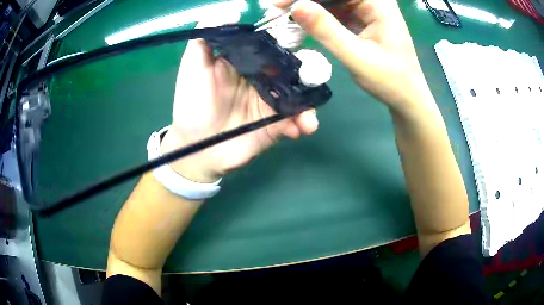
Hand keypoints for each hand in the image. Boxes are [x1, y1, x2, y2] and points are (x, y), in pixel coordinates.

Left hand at [161, 14, 318, 182]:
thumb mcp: (193, 65)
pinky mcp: (276, 124)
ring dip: (310, 100)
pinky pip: (295, 120)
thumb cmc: (192, 103)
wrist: (195, 146)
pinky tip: (301, 128)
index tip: (300, 33)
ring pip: (300, 93)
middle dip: (309, 69)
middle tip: (316, 73)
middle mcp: (264, 77)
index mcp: (248, 60)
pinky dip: (302, 123)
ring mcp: (272, 101)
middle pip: (294, 67)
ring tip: (309, 112)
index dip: (288, 37)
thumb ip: (206, 34)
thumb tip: (233, 8)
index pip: (274, 43)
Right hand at [277, 0, 433, 114]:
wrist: (406, 97)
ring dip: (310, 6)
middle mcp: (373, 0)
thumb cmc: (389, 80)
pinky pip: (335, 10)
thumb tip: (295, 7)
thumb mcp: (356, 56)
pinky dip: (319, 16)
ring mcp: (368, 8)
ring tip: (286, 18)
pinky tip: (303, 23)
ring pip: (332, 0)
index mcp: (379, 3)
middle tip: (278, 10)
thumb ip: (326, 30)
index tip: (280, 4)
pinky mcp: (362, 18)